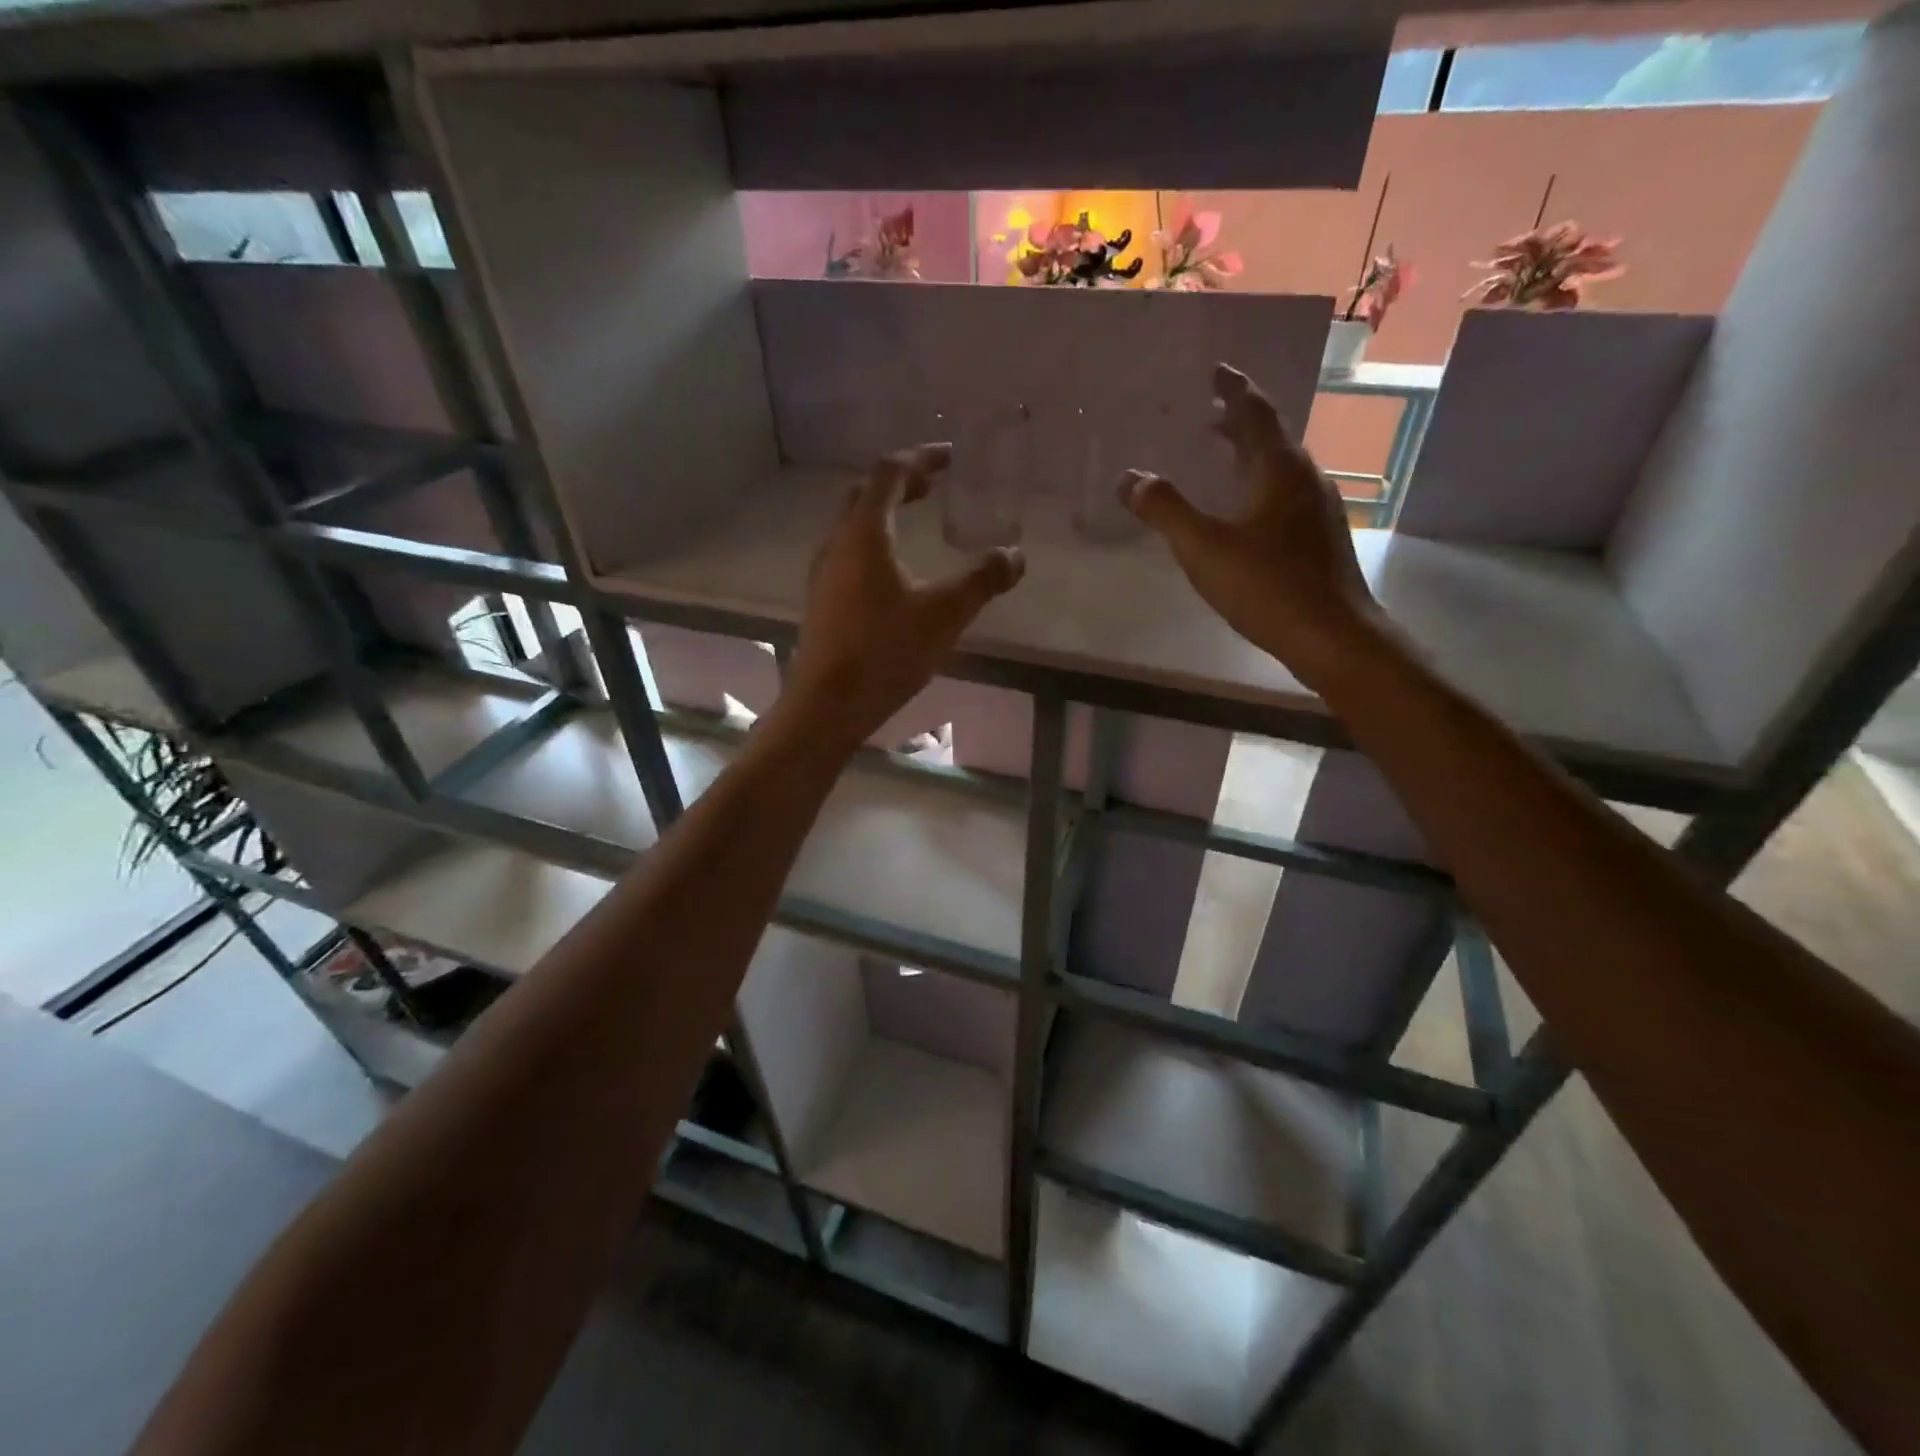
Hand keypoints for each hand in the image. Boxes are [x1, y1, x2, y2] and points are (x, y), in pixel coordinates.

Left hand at [777, 444, 1025, 754]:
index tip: (948, 456)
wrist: (827, 704)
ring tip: (916, 518)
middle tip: (933, 484)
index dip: (920, 458)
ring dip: (884, 512)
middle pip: (865, 494)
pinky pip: (847, 552)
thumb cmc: (886, 651)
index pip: (888, 473)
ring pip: (852, 524)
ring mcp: (823, 573)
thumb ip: (982, 580)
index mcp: (864, 534)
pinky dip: (874, 542)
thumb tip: (1016, 555)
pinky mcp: (821, 600)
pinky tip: (893, 570)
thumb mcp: (945, 614)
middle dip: (901, 482)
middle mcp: (836, 543)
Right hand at [1123, 363, 1385, 689]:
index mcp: (1278, 468)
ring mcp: (1318, 508)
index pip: (1255, 412)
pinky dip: (1260, 486)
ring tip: (1221, 460)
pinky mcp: (1320, 537)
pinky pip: (1285, 494)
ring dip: (1249, 456)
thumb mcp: (1203, 548)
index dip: (1233, 389)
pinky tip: (1245, 512)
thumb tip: (1130, 478)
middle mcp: (1305, 478)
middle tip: (1209, 415)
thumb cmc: (1266, 586)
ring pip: (1280, 468)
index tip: (1216, 370)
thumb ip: (1165, 510)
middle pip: (1270, 437)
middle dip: (1239, 423)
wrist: (1332, 635)